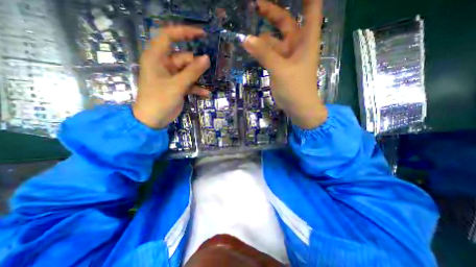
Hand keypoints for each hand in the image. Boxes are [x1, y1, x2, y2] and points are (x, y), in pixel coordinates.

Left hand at [131, 26, 209, 128]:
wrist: (153, 120)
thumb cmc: (159, 100)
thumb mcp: (177, 85)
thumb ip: (192, 72)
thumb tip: (206, 58)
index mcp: (156, 58)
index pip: (168, 36)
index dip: (184, 32)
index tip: (201, 34)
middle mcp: (164, 64)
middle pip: (183, 57)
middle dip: (194, 64)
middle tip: (205, 71)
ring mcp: (171, 76)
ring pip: (188, 71)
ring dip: (197, 77)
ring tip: (206, 83)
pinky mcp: (177, 86)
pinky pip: (189, 83)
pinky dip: (196, 88)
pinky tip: (205, 94)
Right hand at [245, 0, 327, 128]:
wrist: (298, 107)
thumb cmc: (296, 88)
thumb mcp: (280, 69)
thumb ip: (264, 54)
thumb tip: (246, 39)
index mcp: (306, 39)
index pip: (310, 7)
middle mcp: (297, 44)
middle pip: (286, 22)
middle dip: (272, 13)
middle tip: (256, 5)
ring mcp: (287, 56)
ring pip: (274, 41)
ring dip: (262, 37)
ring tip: (247, 34)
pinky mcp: (280, 66)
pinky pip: (269, 54)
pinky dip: (261, 51)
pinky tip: (251, 48)